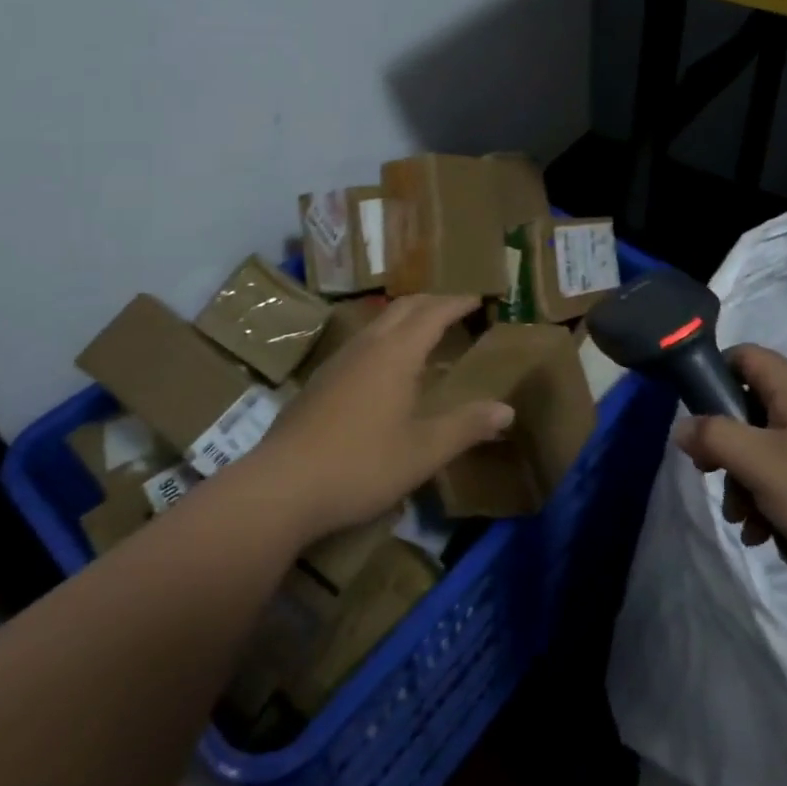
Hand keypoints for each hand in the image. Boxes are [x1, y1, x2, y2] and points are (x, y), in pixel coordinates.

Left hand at [239, 295, 511, 546]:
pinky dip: (385, 338)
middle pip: (403, 308)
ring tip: (425, 332)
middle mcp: (366, 346)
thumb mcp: (423, 452)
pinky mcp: (319, 382)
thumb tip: (507, 410)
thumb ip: (466, 427)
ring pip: (378, 323)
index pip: (433, 313)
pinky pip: (361, 342)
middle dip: (432, 302)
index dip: (457, 303)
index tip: (478, 297)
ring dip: (406, 318)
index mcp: (396, 354)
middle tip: (456, 308)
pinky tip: (385, 368)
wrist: (280, 488)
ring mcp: (337, 362)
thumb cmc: (361, 465)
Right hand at [671, 344, 786, 599]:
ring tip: (752, 530)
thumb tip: (680, 427)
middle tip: (720, 486)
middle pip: (748, 412)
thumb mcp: (762, 464)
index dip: (712, 380)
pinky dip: (779, 507)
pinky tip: (779, 543)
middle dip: (728, 455)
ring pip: (768, 454)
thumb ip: (714, 439)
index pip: (740, 356)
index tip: (698, 423)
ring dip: (750, 490)